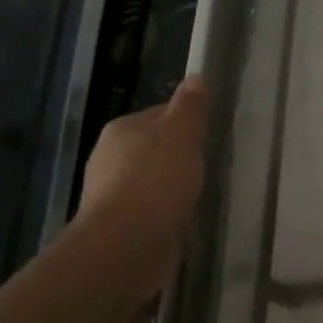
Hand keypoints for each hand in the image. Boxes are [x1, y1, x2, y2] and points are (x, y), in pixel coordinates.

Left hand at [73, 76, 209, 298]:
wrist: (127, 245)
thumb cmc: (155, 180)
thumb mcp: (181, 133)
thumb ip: (190, 107)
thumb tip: (195, 77)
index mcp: (121, 129)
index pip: (160, 114)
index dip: (187, 121)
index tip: (210, 133)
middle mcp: (110, 159)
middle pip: (155, 148)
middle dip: (180, 156)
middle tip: (211, 164)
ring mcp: (113, 196)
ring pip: (154, 182)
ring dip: (173, 188)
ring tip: (202, 194)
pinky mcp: (122, 227)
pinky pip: (152, 212)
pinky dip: (168, 214)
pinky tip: (186, 220)